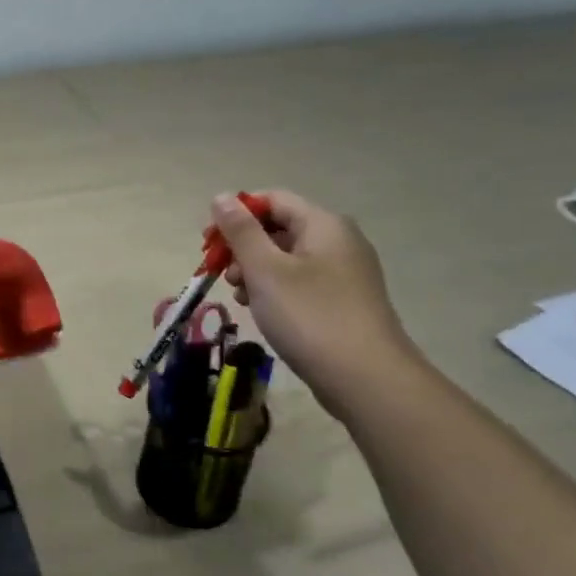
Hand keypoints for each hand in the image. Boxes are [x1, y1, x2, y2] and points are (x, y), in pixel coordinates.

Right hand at [211, 189, 417, 414]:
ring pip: (287, 257)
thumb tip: (221, 197)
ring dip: (255, 271)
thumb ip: (240, 231)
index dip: (237, 214)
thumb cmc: (309, 316)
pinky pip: (300, 281)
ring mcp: (344, 272)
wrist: (365, 378)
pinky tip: (262, 310)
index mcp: (323, 224)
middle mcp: (338, 241)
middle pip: (279, 228)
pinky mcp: (342, 300)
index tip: (209, 243)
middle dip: (243, 247)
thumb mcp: (265, 269)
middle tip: (222, 275)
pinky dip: (275, 289)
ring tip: (241, 296)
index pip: (273, 200)